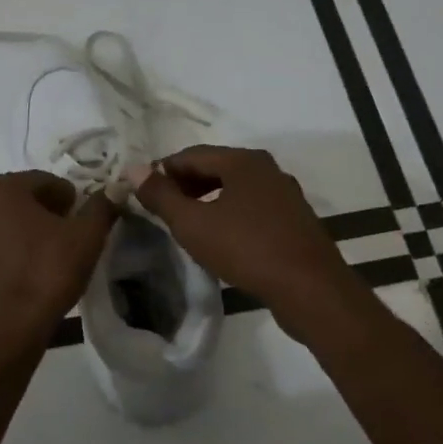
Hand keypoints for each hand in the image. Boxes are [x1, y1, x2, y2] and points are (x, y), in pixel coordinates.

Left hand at [0, 171, 116, 355]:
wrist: (8, 327)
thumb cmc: (47, 272)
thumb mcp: (86, 236)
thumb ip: (101, 207)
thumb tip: (114, 189)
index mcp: (0, 185)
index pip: (47, 181)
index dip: (72, 200)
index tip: (86, 221)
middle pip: (25, 198)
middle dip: (49, 212)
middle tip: (72, 236)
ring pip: (9, 219)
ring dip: (31, 229)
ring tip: (55, 253)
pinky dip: (15, 247)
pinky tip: (33, 267)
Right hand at [126, 145, 354, 339]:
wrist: (309, 288)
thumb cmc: (245, 249)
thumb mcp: (193, 224)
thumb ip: (161, 196)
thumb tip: (133, 169)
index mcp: (243, 161)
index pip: (191, 154)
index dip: (162, 171)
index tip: (141, 192)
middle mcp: (267, 169)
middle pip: (215, 168)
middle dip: (184, 185)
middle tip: (159, 209)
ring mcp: (284, 195)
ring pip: (234, 189)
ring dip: (206, 200)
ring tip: (184, 224)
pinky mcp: (293, 220)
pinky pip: (251, 207)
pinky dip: (228, 214)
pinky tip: (218, 238)